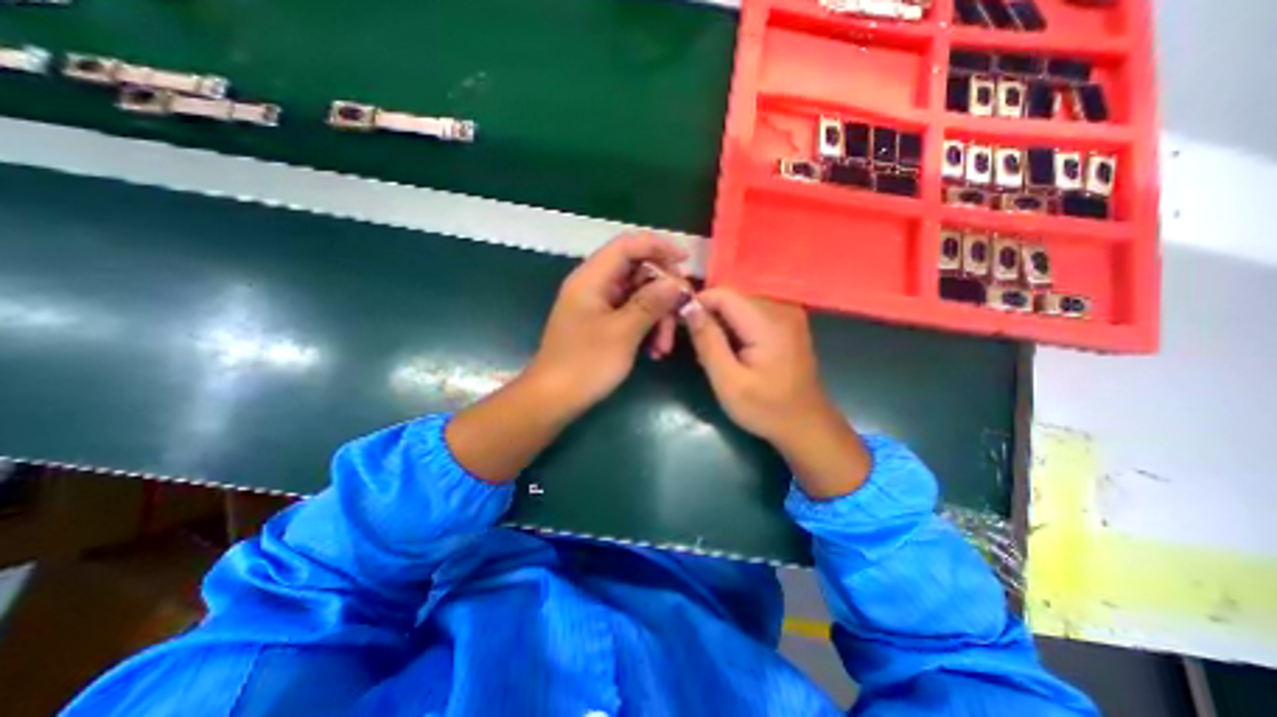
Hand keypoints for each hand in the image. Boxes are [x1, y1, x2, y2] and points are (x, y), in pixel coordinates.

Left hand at [526, 230, 694, 419]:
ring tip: (664, 346)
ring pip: (639, 296)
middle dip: (663, 293)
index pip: (627, 245)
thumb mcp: (622, 333)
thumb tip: (677, 283)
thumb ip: (651, 303)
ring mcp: (598, 305)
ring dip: (658, 316)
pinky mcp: (603, 323)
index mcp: (592, 278)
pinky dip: (647, 328)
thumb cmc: (585, 364)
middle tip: (680, 314)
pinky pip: (632, 315)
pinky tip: (655, 351)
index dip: (658, 246)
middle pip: (638, 271)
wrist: (553, 399)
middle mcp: (595, 286)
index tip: (685, 261)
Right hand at [684, 284, 872, 498]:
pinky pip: (751, 314)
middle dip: (708, 316)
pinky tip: (733, 351)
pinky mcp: (788, 323)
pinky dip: (736, 328)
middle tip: (699, 349)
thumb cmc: (766, 409)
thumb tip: (688, 307)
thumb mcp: (728, 381)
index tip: (681, 326)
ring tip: (715, 354)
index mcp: (768, 322)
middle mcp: (781, 308)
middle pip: (731, 298)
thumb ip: (707, 341)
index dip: (697, 304)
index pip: (722, 294)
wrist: (806, 426)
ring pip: (739, 305)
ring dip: (721, 324)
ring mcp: (788, 314)